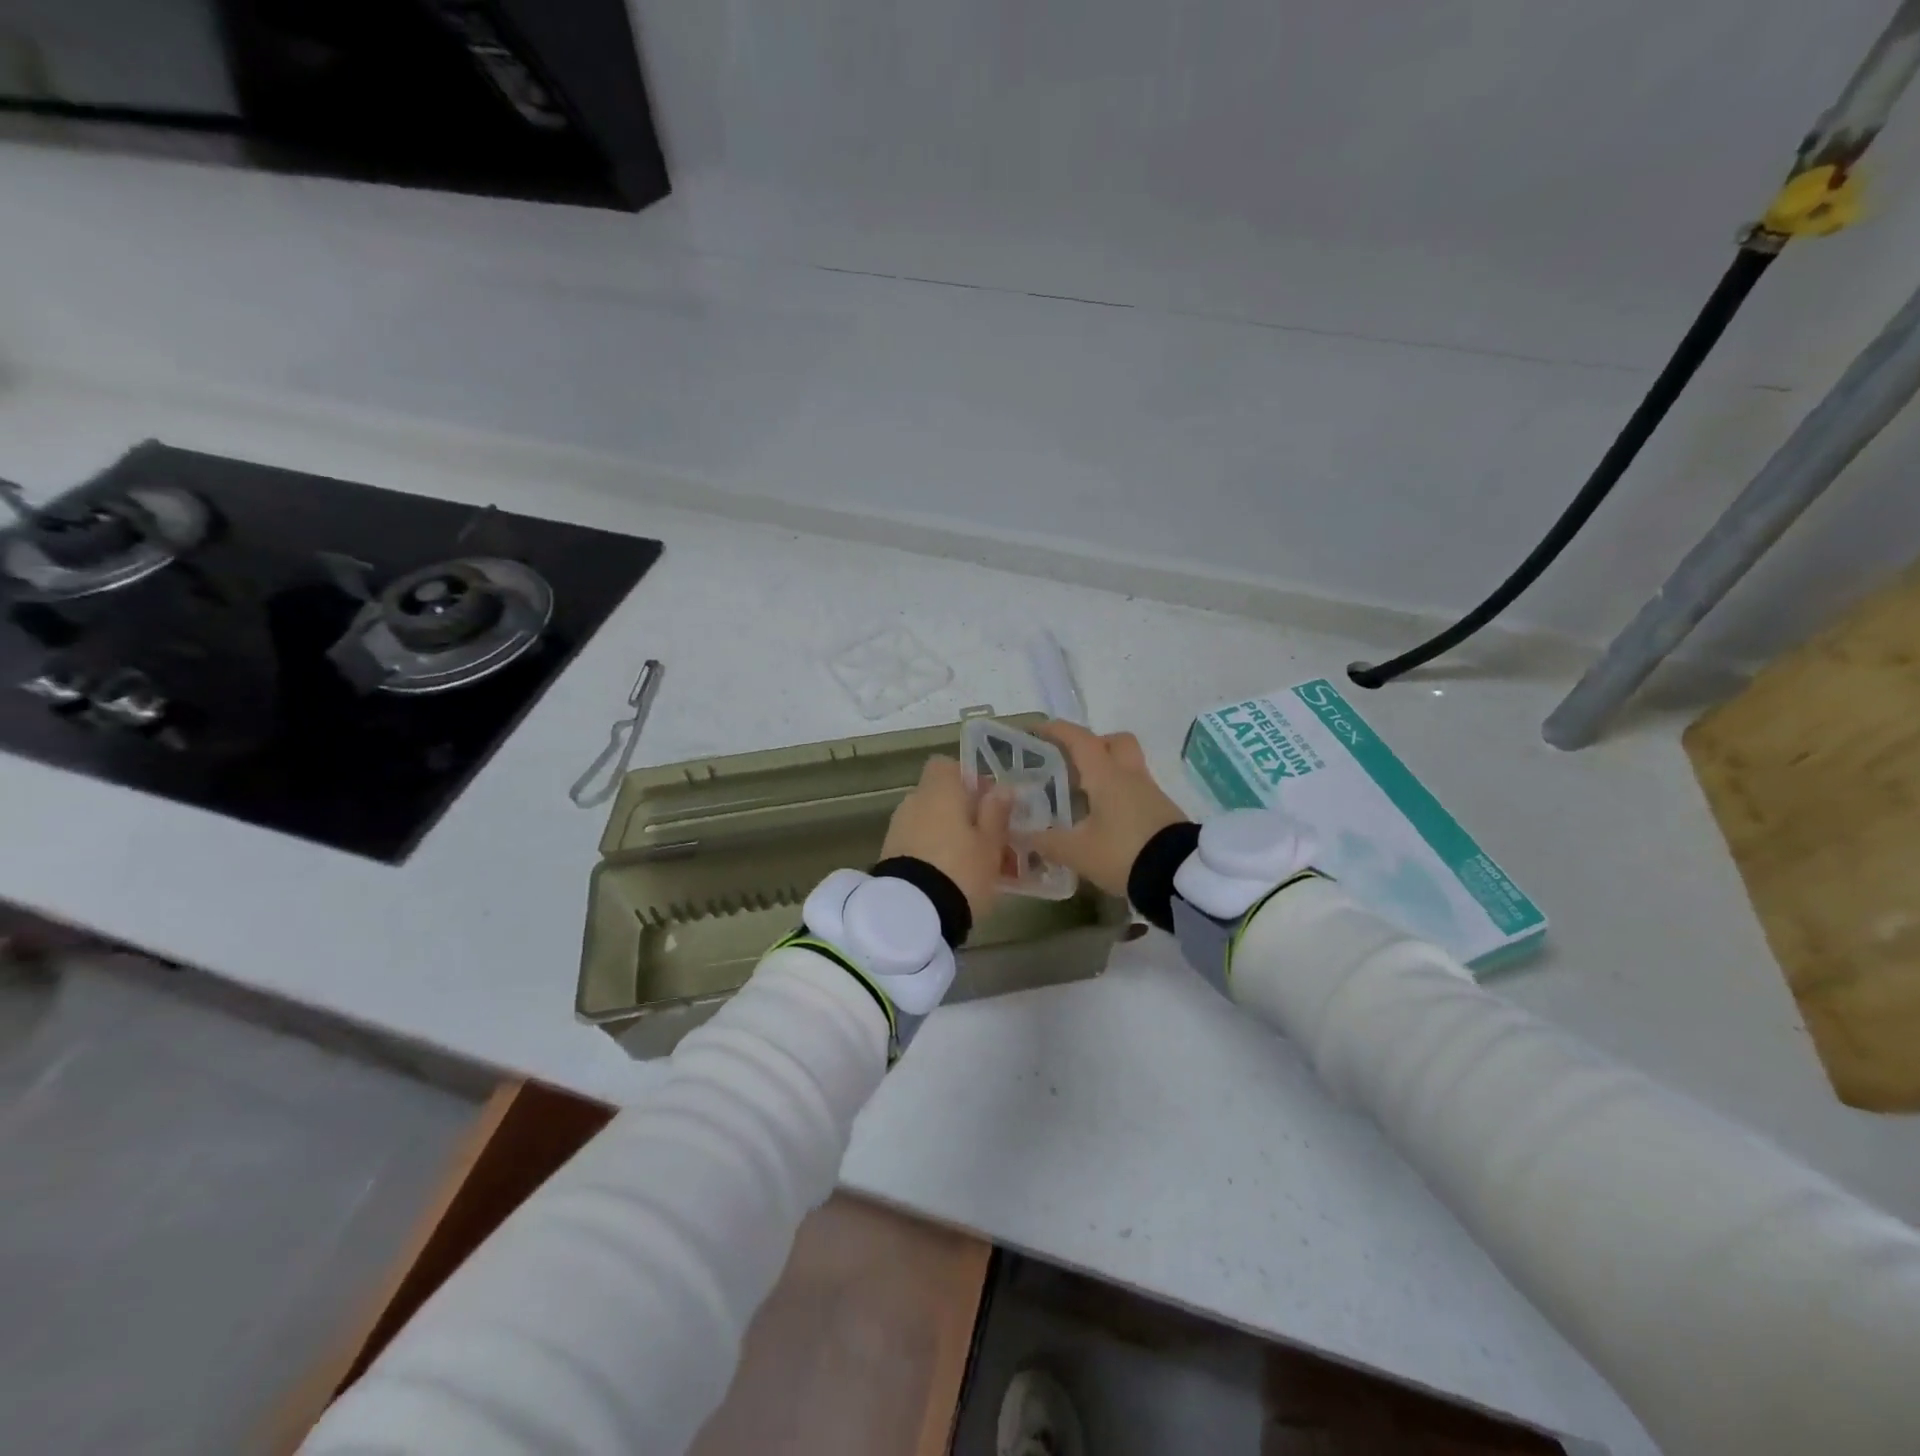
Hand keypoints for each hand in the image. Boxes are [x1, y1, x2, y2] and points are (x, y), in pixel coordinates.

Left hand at [881, 756, 1014, 919]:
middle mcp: (914, 801)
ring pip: (930, 823)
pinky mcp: (890, 855)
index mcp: (939, 790)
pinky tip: (953, 878)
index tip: (987, 802)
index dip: (967, 779)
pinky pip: (918, 844)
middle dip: (962, 813)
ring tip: (975, 865)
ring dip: (949, 835)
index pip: (946, 765)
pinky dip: (934, 853)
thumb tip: (1001, 788)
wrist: (913, 913)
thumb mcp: (991, 843)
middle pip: (940, 797)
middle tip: (989, 839)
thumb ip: (996, 813)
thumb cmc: (961, 869)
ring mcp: (898, 828)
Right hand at [1031, 722, 1188, 896]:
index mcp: (1106, 775)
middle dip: (1094, 745)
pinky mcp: (1162, 813)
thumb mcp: (1077, 852)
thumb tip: (1018, 834)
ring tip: (1081, 797)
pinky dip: (1118, 796)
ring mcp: (1150, 793)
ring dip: (1106, 773)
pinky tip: (1102, 820)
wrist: (1179, 876)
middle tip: (1071, 763)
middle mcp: (1130, 776)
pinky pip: (1135, 791)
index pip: (1080, 740)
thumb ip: (1046, 841)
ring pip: (1127, 767)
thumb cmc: (1123, 853)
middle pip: (1116, 742)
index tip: (1038, 730)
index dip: (1058, 731)